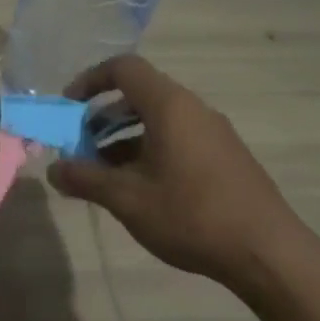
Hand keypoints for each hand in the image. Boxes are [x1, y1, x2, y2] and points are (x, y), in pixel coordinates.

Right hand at [47, 55, 304, 289]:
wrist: (266, 251)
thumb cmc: (191, 216)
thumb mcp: (128, 199)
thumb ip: (86, 180)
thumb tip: (53, 170)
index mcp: (170, 106)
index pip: (124, 68)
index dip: (90, 81)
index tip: (68, 109)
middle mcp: (193, 109)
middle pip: (140, 94)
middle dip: (102, 116)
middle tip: (80, 147)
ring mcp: (213, 133)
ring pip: (158, 120)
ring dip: (124, 138)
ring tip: (103, 173)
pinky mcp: (224, 156)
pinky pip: (177, 138)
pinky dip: (148, 150)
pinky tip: (138, 188)